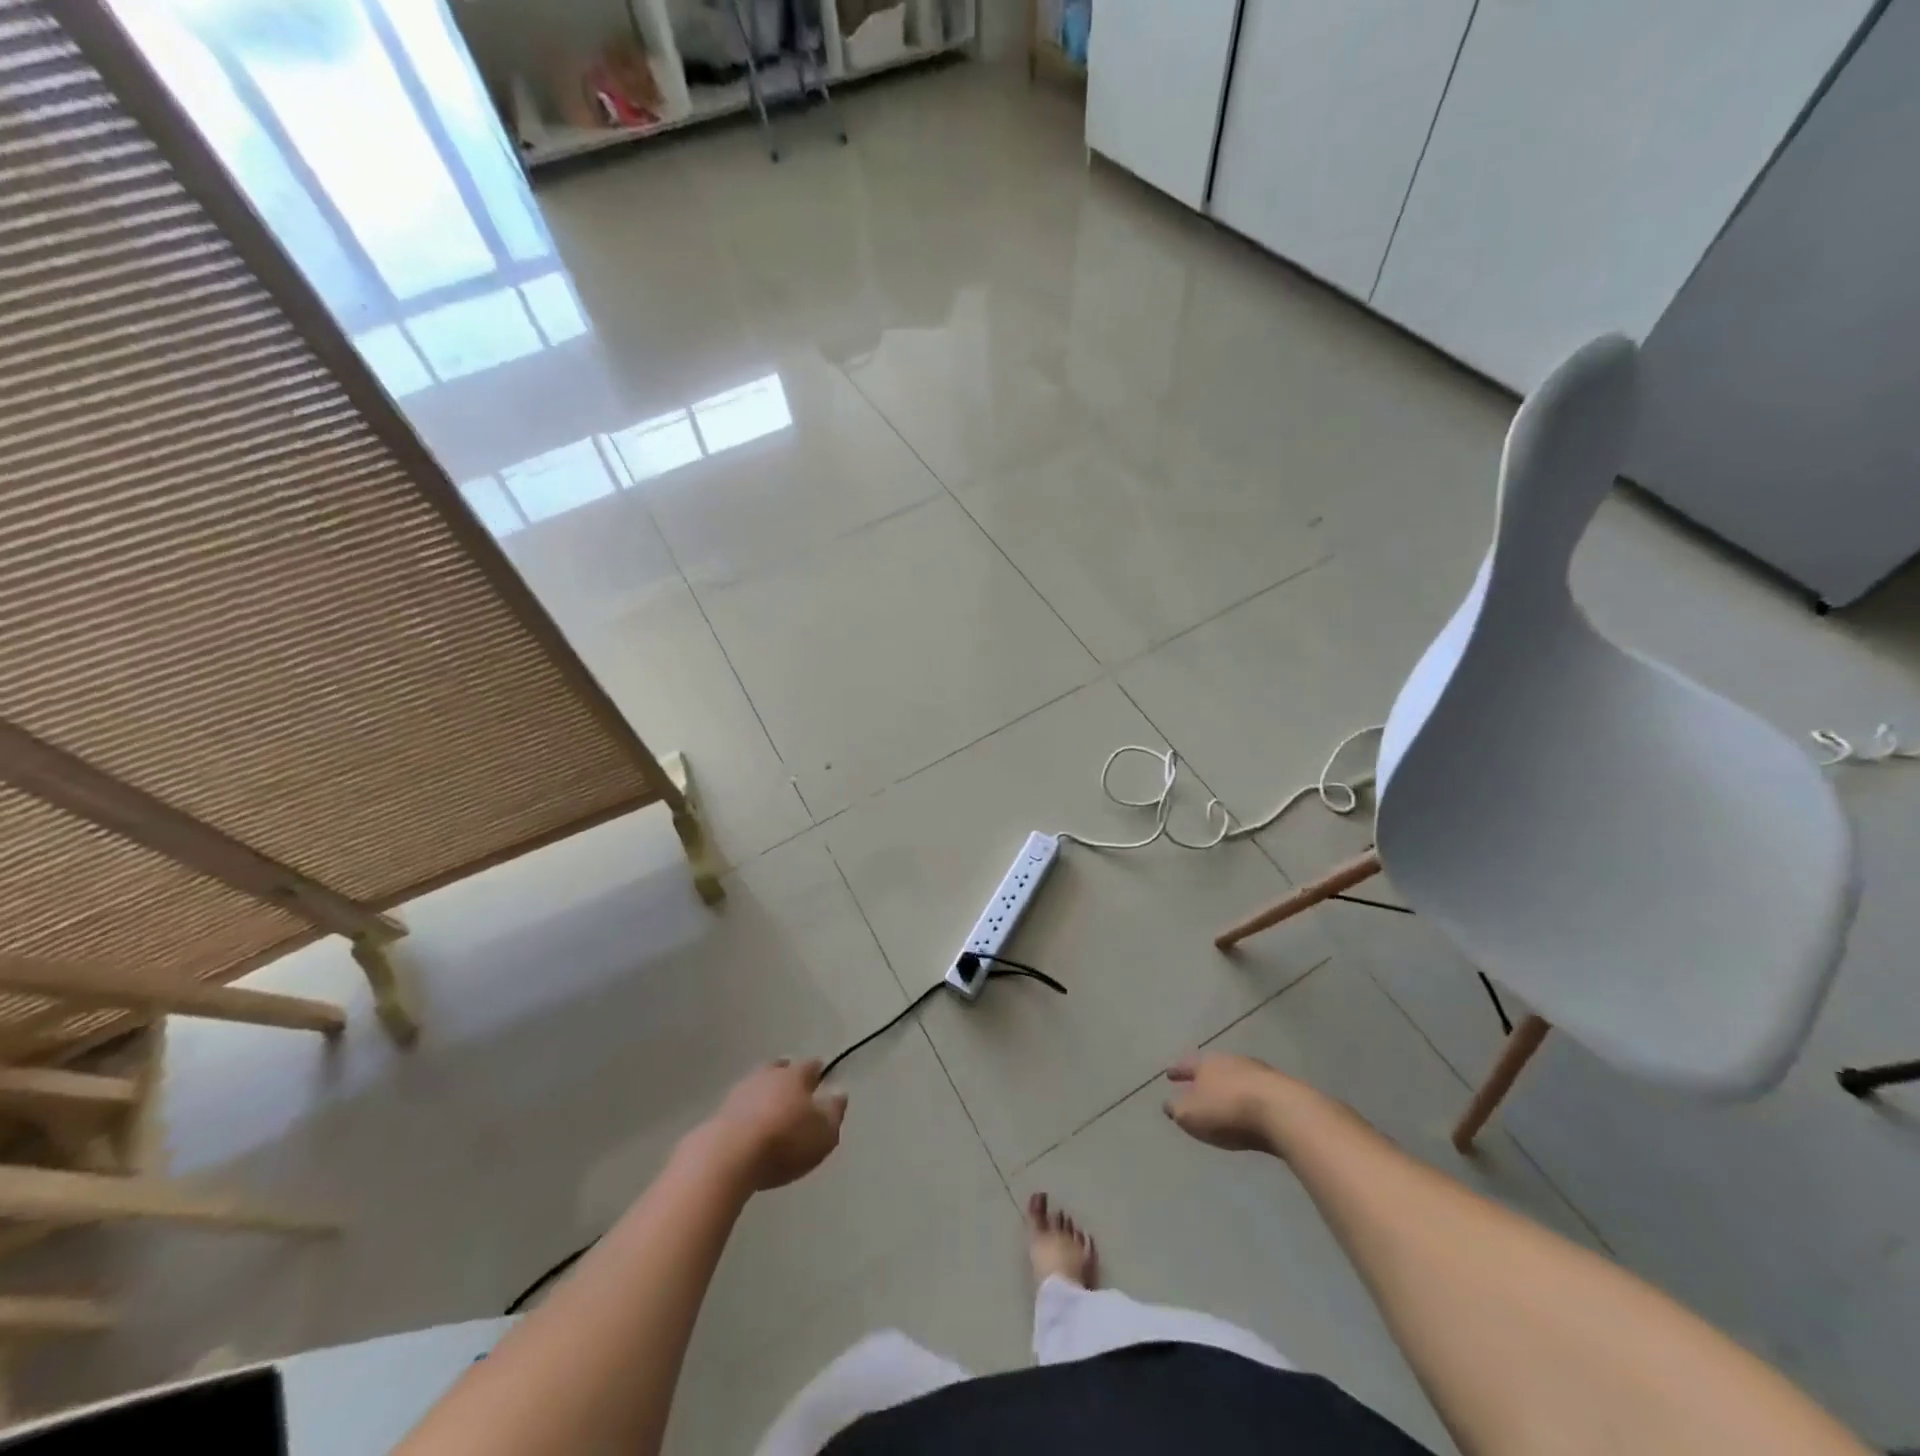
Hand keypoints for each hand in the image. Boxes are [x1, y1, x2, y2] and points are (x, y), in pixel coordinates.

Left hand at [696, 1059, 847, 1191]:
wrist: (729, 1156)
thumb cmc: (785, 1141)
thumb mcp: (824, 1133)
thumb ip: (834, 1112)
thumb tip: (839, 1092)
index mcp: (796, 1076)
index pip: (810, 1066)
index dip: (817, 1071)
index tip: (821, 1075)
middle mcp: (768, 1076)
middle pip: (779, 1068)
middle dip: (786, 1074)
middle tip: (792, 1084)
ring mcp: (740, 1092)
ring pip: (757, 1084)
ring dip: (763, 1092)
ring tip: (769, 1106)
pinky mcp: (719, 1113)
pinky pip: (739, 1106)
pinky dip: (746, 1112)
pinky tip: (749, 1124)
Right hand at [1164, 1052, 1285, 1152]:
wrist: (1283, 1111)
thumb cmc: (1228, 1110)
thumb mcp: (1191, 1114)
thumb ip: (1176, 1108)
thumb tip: (1168, 1104)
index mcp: (1206, 1064)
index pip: (1186, 1065)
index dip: (1177, 1071)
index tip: (1169, 1074)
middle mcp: (1230, 1061)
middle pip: (1213, 1067)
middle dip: (1204, 1077)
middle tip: (1196, 1085)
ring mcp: (1258, 1072)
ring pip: (1236, 1077)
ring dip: (1229, 1086)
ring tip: (1224, 1098)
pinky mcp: (1280, 1088)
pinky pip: (1257, 1092)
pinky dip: (1249, 1098)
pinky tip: (1250, 1109)